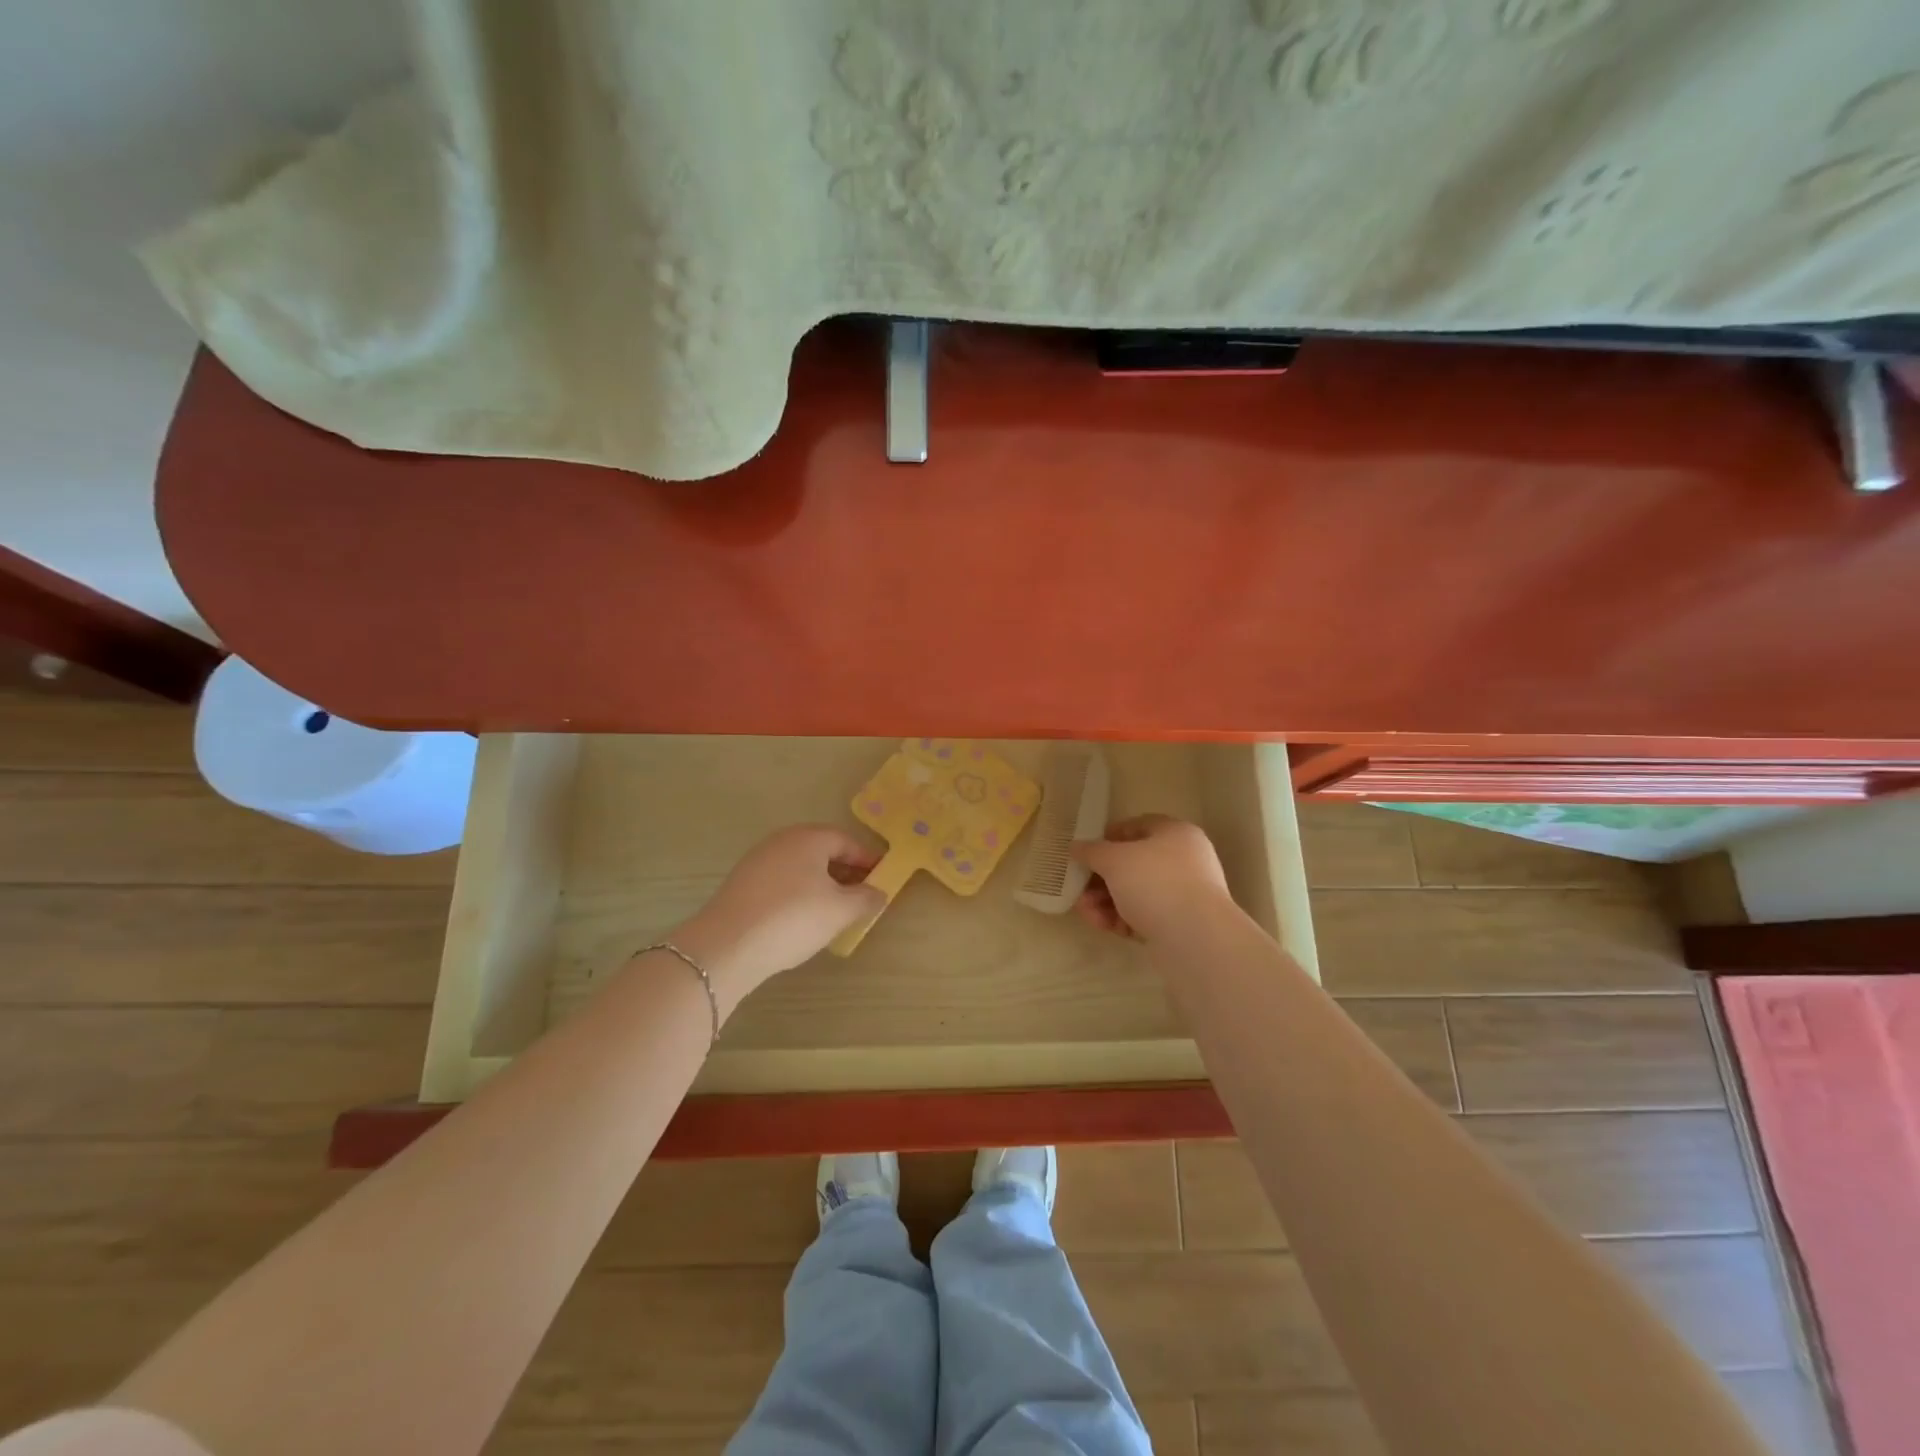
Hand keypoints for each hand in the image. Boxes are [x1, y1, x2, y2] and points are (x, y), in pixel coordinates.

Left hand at [672, 825, 883, 1010]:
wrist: (727, 945)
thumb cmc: (794, 918)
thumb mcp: (840, 911)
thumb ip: (865, 898)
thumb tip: (879, 892)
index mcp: (809, 837)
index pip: (846, 841)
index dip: (867, 859)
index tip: (882, 878)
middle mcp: (782, 840)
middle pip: (821, 851)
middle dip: (844, 871)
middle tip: (861, 895)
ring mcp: (758, 860)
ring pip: (800, 866)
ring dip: (821, 883)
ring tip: (834, 910)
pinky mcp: (741, 883)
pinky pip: (781, 881)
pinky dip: (798, 893)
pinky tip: (801, 918)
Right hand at [1073, 814, 1234, 941]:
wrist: (1195, 937)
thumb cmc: (1155, 883)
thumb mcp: (1114, 860)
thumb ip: (1091, 851)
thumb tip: (1076, 847)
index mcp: (1175, 833)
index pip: (1137, 826)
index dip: (1108, 837)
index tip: (1086, 854)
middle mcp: (1184, 860)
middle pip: (1133, 864)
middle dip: (1101, 879)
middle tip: (1080, 891)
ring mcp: (1185, 893)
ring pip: (1136, 892)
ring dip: (1107, 902)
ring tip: (1089, 914)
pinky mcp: (1181, 923)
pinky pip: (1146, 915)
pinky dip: (1124, 919)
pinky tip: (1107, 928)